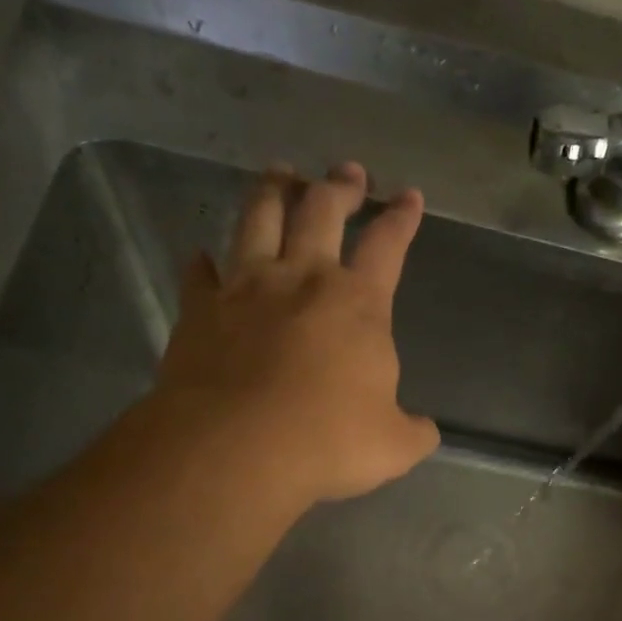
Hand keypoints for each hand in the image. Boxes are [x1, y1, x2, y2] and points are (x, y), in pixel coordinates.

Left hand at [155, 161, 439, 504]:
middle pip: (321, 211)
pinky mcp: (199, 310)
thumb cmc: (327, 442)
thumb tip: (423, 430)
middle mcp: (302, 279)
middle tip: (348, 172)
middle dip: (340, 186)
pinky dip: (202, 262)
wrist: (235, 448)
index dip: (402, 217)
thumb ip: (412, 432)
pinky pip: (198, 274)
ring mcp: (245, 288)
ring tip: (279, 172)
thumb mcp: (393, 446)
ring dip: (272, 190)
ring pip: (258, 218)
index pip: (388, 245)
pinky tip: (201, 255)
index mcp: (357, 304)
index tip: (409, 195)